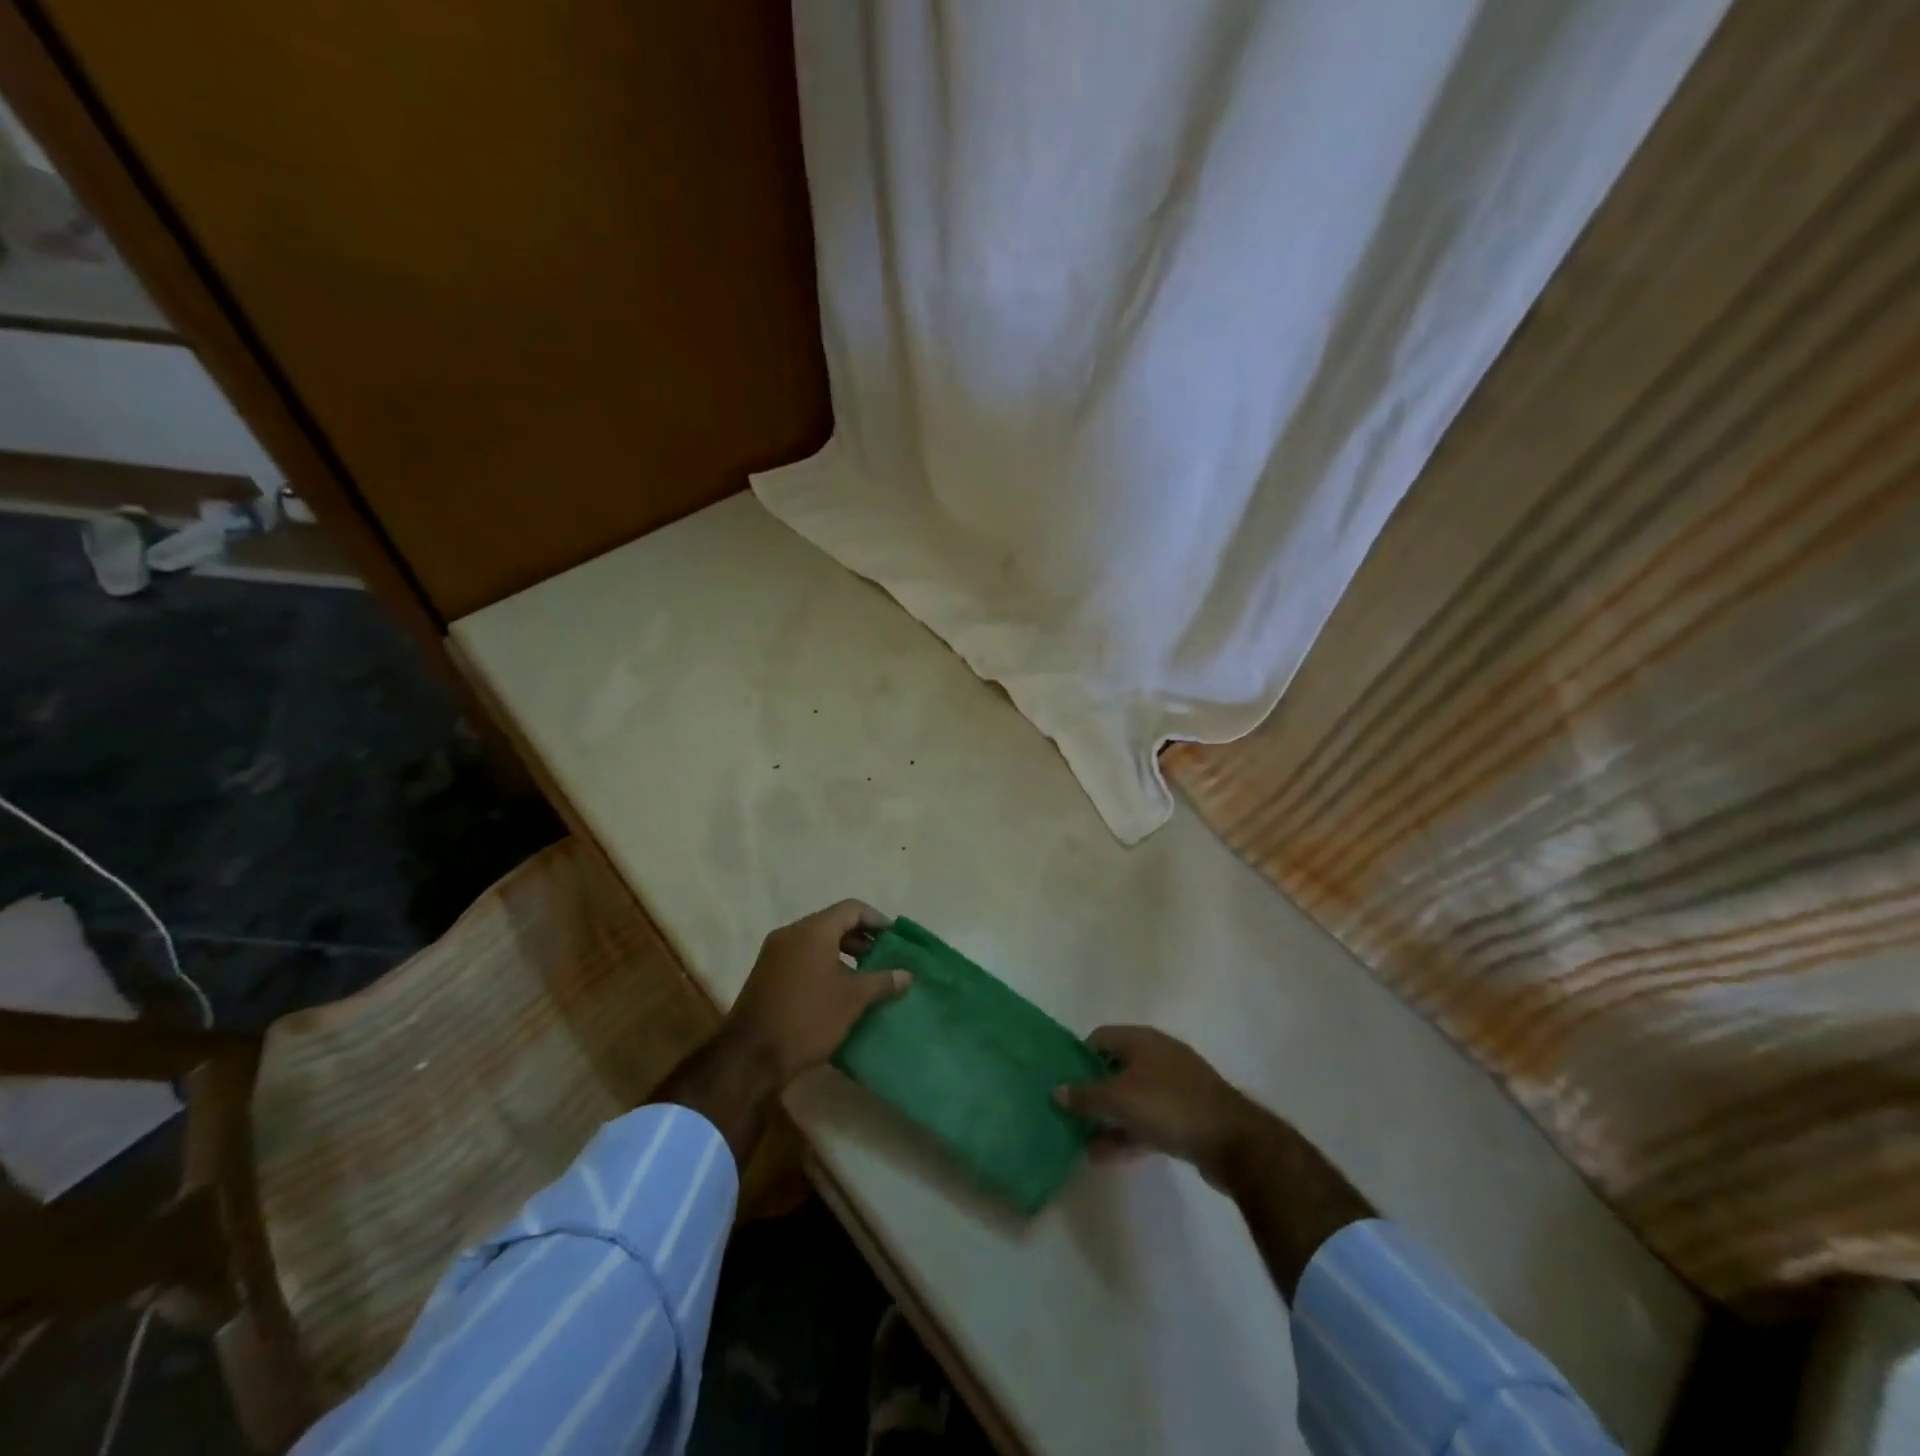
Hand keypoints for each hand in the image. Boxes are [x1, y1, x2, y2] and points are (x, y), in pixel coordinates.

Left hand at [725, 900, 910, 1085]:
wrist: (751, 1056)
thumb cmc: (808, 1018)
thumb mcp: (853, 1000)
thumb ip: (882, 981)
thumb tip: (907, 974)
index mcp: (813, 930)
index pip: (852, 909)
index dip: (877, 920)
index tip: (895, 940)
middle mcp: (791, 933)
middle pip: (833, 922)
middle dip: (861, 938)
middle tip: (883, 958)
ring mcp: (774, 953)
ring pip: (816, 941)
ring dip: (842, 952)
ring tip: (863, 977)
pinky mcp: (765, 973)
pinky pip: (801, 956)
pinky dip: (822, 963)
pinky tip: (836, 989)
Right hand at [1054, 1025, 1262, 1181]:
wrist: (1233, 1141)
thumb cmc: (1169, 1106)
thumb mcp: (1119, 1100)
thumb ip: (1085, 1096)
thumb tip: (1056, 1090)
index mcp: (1142, 1040)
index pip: (1100, 1038)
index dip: (1078, 1057)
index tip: (1063, 1081)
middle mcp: (1158, 1056)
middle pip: (1115, 1069)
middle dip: (1093, 1092)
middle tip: (1069, 1114)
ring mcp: (1175, 1086)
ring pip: (1132, 1098)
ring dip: (1108, 1119)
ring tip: (1082, 1142)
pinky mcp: (1186, 1115)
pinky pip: (1148, 1120)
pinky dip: (1128, 1134)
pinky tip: (1106, 1157)